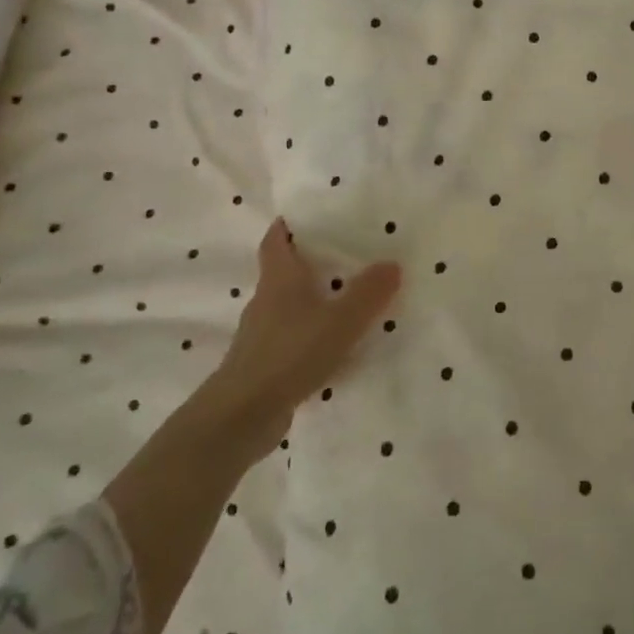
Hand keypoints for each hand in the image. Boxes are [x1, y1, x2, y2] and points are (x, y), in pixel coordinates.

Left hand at [207, 218, 402, 446]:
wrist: (241, 416)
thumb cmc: (290, 353)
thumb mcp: (341, 320)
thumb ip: (369, 292)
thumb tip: (392, 263)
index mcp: (278, 280)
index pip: (275, 242)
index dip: (285, 227)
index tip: (301, 216)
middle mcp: (265, 302)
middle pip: (282, 273)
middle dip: (307, 264)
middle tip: (342, 256)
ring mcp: (260, 337)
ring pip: (287, 309)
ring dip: (310, 303)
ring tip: (345, 303)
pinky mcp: (263, 367)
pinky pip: (291, 341)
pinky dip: (309, 337)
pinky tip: (332, 349)